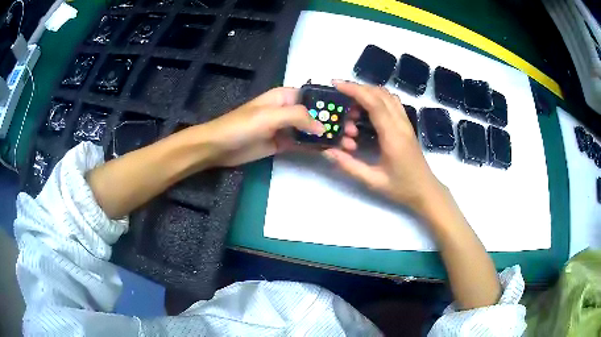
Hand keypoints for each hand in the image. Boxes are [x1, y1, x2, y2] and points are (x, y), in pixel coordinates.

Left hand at [197, 87, 358, 166]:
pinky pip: (304, 144)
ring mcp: (286, 128)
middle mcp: (288, 110)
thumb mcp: (269, 116)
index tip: (352, 111)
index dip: (333, 102)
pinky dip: (317, 147)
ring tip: (349, 143)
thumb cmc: (241, 125)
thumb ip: (298, 117)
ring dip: (329, 136)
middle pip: (317, 114)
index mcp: (285, 96)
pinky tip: (332, 150)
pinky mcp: (283, 143)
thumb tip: (323, 127)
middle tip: (354, 132)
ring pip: (313, 130)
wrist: (219, 147)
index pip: (315, 95)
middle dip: (335, 121)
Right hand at [323, 81, 441, 213]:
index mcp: (393, 135)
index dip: (354, 90)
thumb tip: (328, 151)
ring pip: (388, 95)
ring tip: (351, 102)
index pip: (374, 103)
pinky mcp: (407, 125)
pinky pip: (392, 103)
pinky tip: (367, 108)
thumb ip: (349, 166)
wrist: (426, 190)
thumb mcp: (373, 181)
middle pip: (380, 94)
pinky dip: (377, 98)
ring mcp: (406, 123)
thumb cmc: (401, 188)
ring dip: (368, 92)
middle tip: (339, 94)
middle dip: (358, 88)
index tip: (336, 84)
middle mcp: (401, 124)